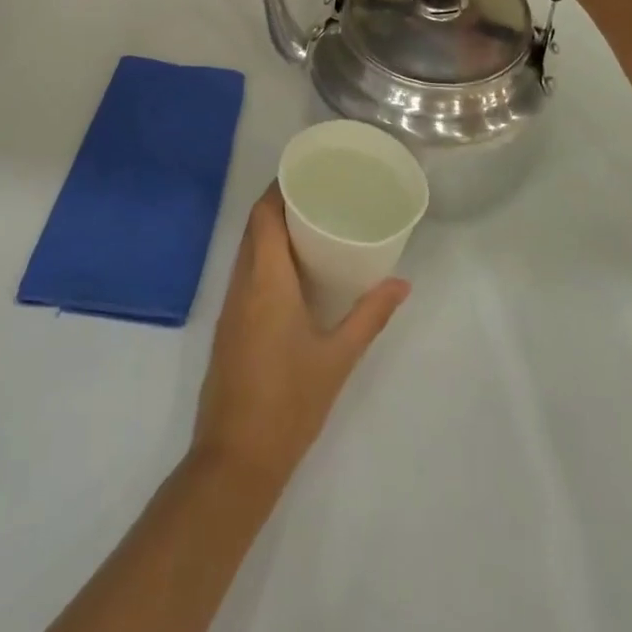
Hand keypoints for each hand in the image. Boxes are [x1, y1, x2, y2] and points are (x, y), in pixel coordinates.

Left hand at [191, 187, 408, 490]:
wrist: (236, 460)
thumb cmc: (290, 402)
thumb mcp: (338, 358)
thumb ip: (370, 316)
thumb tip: (402, 284)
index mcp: (266, 281)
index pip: (263, 216)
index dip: (278, 188)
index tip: (306, 172)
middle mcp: (242, 285)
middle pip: (253, 228)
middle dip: (278, 205)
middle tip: (317, 194)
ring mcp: (230, 307)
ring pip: (246, 251)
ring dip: (269, 231)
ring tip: (309, 224)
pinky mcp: (228, 327)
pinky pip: (244, 274)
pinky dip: (263, 257)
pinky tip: (291, 270)